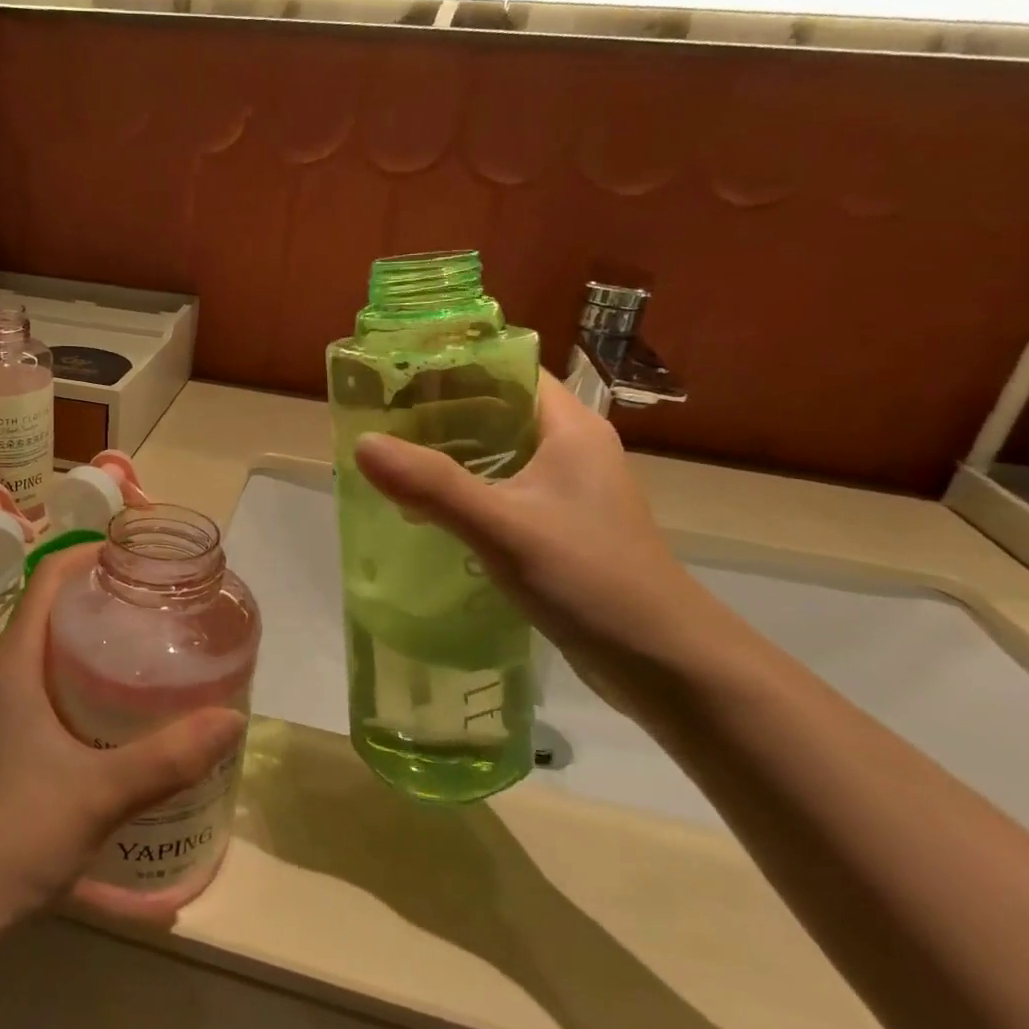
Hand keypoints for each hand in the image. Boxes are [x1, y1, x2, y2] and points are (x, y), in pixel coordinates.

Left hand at [0, 548, 246, 931]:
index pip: (49, 576)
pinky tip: (123, 700)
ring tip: (152, 641)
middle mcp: (1, 671)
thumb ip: (169, 756)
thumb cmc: (19, 833)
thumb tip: (232, 718)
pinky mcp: (5, 731)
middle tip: (162, 601)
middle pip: (54, 604)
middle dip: (105, 592)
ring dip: (95, 632)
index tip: (143, 558)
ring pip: (51, 642)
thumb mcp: (102, 792)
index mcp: (13, 662)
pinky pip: (48, 676)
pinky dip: (84, 669)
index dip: (93, 554)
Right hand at [353, 372, 726, 694]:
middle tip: (378, 421)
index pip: (509, 370)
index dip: (454, 365)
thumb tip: (362, 444)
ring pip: (496, 456)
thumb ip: (433, 485)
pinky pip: (501, 493)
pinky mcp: (559, 529)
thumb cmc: (592, 579)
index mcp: (570, 428)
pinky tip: (425, 512)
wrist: (665, 663)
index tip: (395, 374)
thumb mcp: (504, 528)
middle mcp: (571, 450)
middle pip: (496, 411)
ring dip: (447, 457)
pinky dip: (463, 494)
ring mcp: (568, 492)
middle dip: (438, 413)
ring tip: (390, 461)